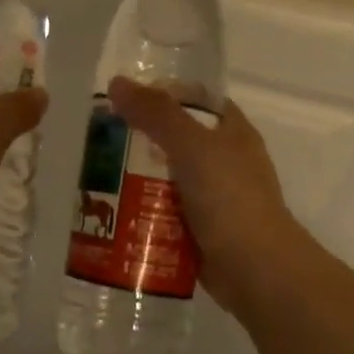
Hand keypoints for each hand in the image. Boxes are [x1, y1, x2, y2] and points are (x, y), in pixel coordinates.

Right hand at [106, 76, 305, 318]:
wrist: (256, 269)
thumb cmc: (229, 198)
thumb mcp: (191, 146)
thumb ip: (156, 114)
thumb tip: (117, 83)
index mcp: (232, 133)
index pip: (196, 100)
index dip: (163, 94)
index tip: (124, 99)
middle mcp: (224, 161)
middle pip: (174, 140)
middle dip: (138, 140)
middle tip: (99, 141)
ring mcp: (213, 197)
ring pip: (166, 178)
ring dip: (136, 178)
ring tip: (98, 177)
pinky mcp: (200, 229)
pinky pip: (164, 211)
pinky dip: (142, 210)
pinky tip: (114, 211)